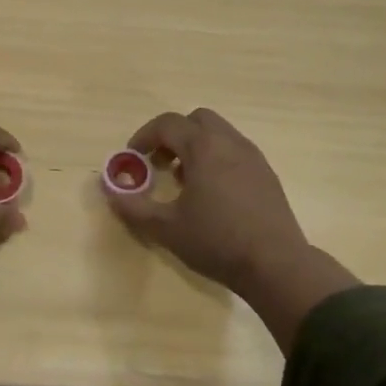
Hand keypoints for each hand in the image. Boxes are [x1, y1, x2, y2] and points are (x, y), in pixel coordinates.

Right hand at [105, 108, 359, 353]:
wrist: (276, 265)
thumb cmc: (216, 241)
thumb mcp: (165, 228)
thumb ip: (133, 206)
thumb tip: (109, 189)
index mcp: (204, 147)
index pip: (167, 124)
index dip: (144, 136)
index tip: (132, 158)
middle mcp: (230, 143)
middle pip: (197, 120)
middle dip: (173, 135)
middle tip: (159, 163)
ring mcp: (253, 157)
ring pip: (219, 134)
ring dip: (196, 147)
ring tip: (184, 181)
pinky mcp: (267, 175)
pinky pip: (235, 151)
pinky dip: (216, 159)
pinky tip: (212, 194)